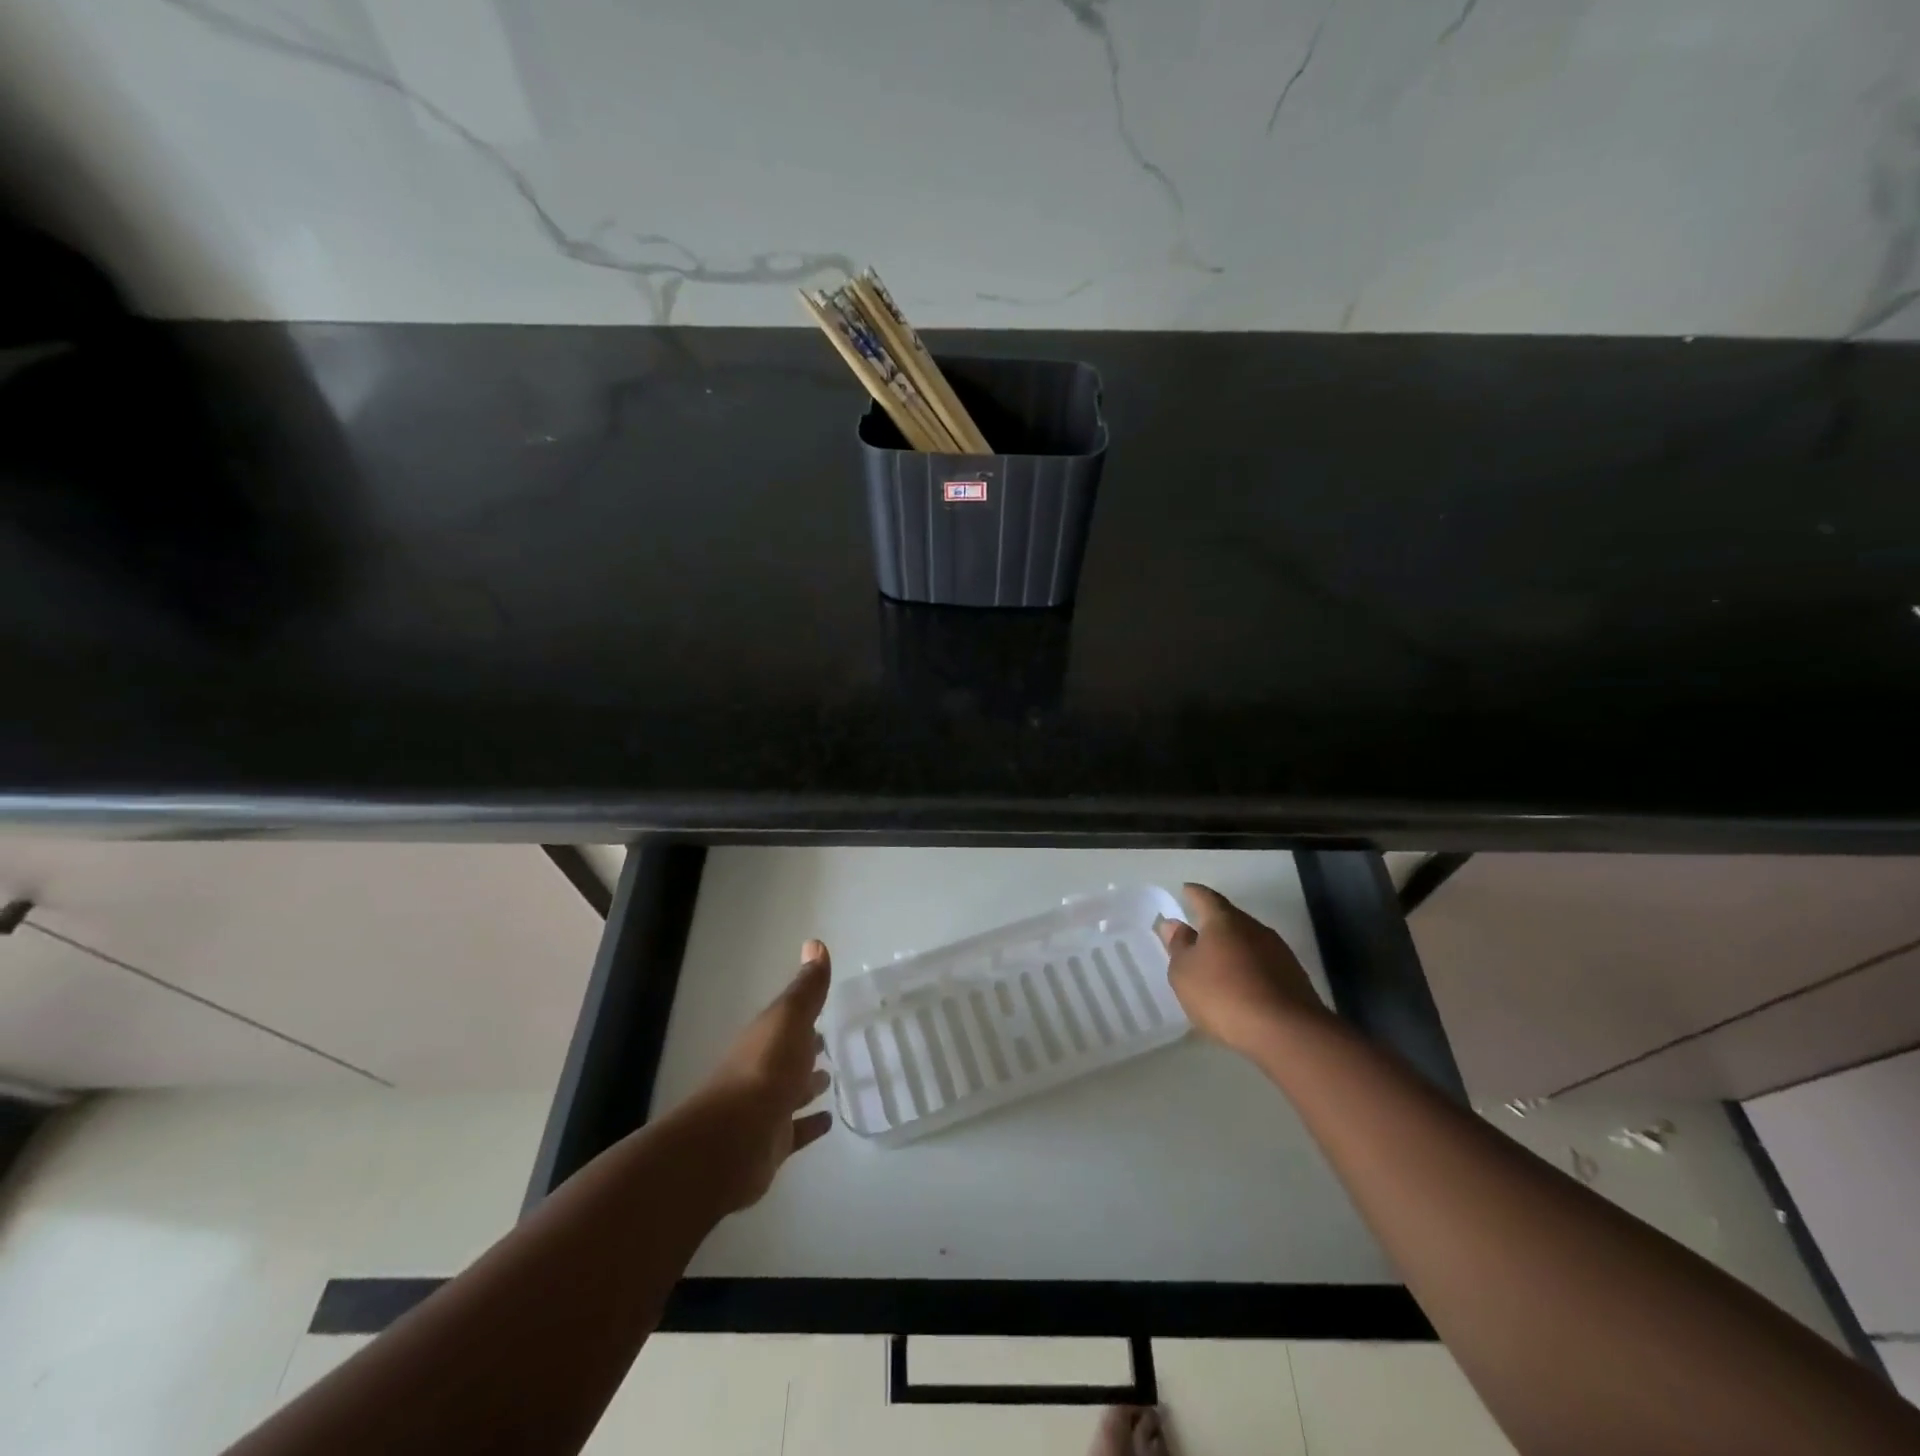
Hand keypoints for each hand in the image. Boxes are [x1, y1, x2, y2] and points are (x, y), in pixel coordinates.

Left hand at [694, 939, 834, 1212]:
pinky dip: (810, 1124)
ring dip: (809, 1085)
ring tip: (832, 1080)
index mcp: (766, 1037)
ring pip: (792, 1091)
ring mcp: (766, 1108)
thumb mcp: (790, 1018)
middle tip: (831, 1044)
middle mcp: (763, 1069)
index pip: (787, 1020)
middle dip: (807, 1049)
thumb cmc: (765, 1069)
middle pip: (789, 1055)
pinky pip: (796, 1129)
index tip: (827, 1009)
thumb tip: (815, 942)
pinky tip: (829, 1121)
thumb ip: (807, 987)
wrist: (732, 1141)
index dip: (805, 1013)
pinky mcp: (772, 1142)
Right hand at [1155, 884, 1324, 1056]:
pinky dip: (1249, 969)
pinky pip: (1263, 964)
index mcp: (1224, 920)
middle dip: (1213, 924)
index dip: (1193, 894)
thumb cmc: (1223, 994)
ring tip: (1218, 964)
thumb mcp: (1184, 972)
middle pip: (1230, 918)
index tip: (1185, 891)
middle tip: (1197, 934)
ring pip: (1249, 942)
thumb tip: (1173, 924)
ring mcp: (1278, 951)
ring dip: (1233, 949)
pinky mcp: (1294, 977)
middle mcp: (1254, 928)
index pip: (1205, 897)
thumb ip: (1178, 946)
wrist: (1286, 1032)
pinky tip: (1242, 987)